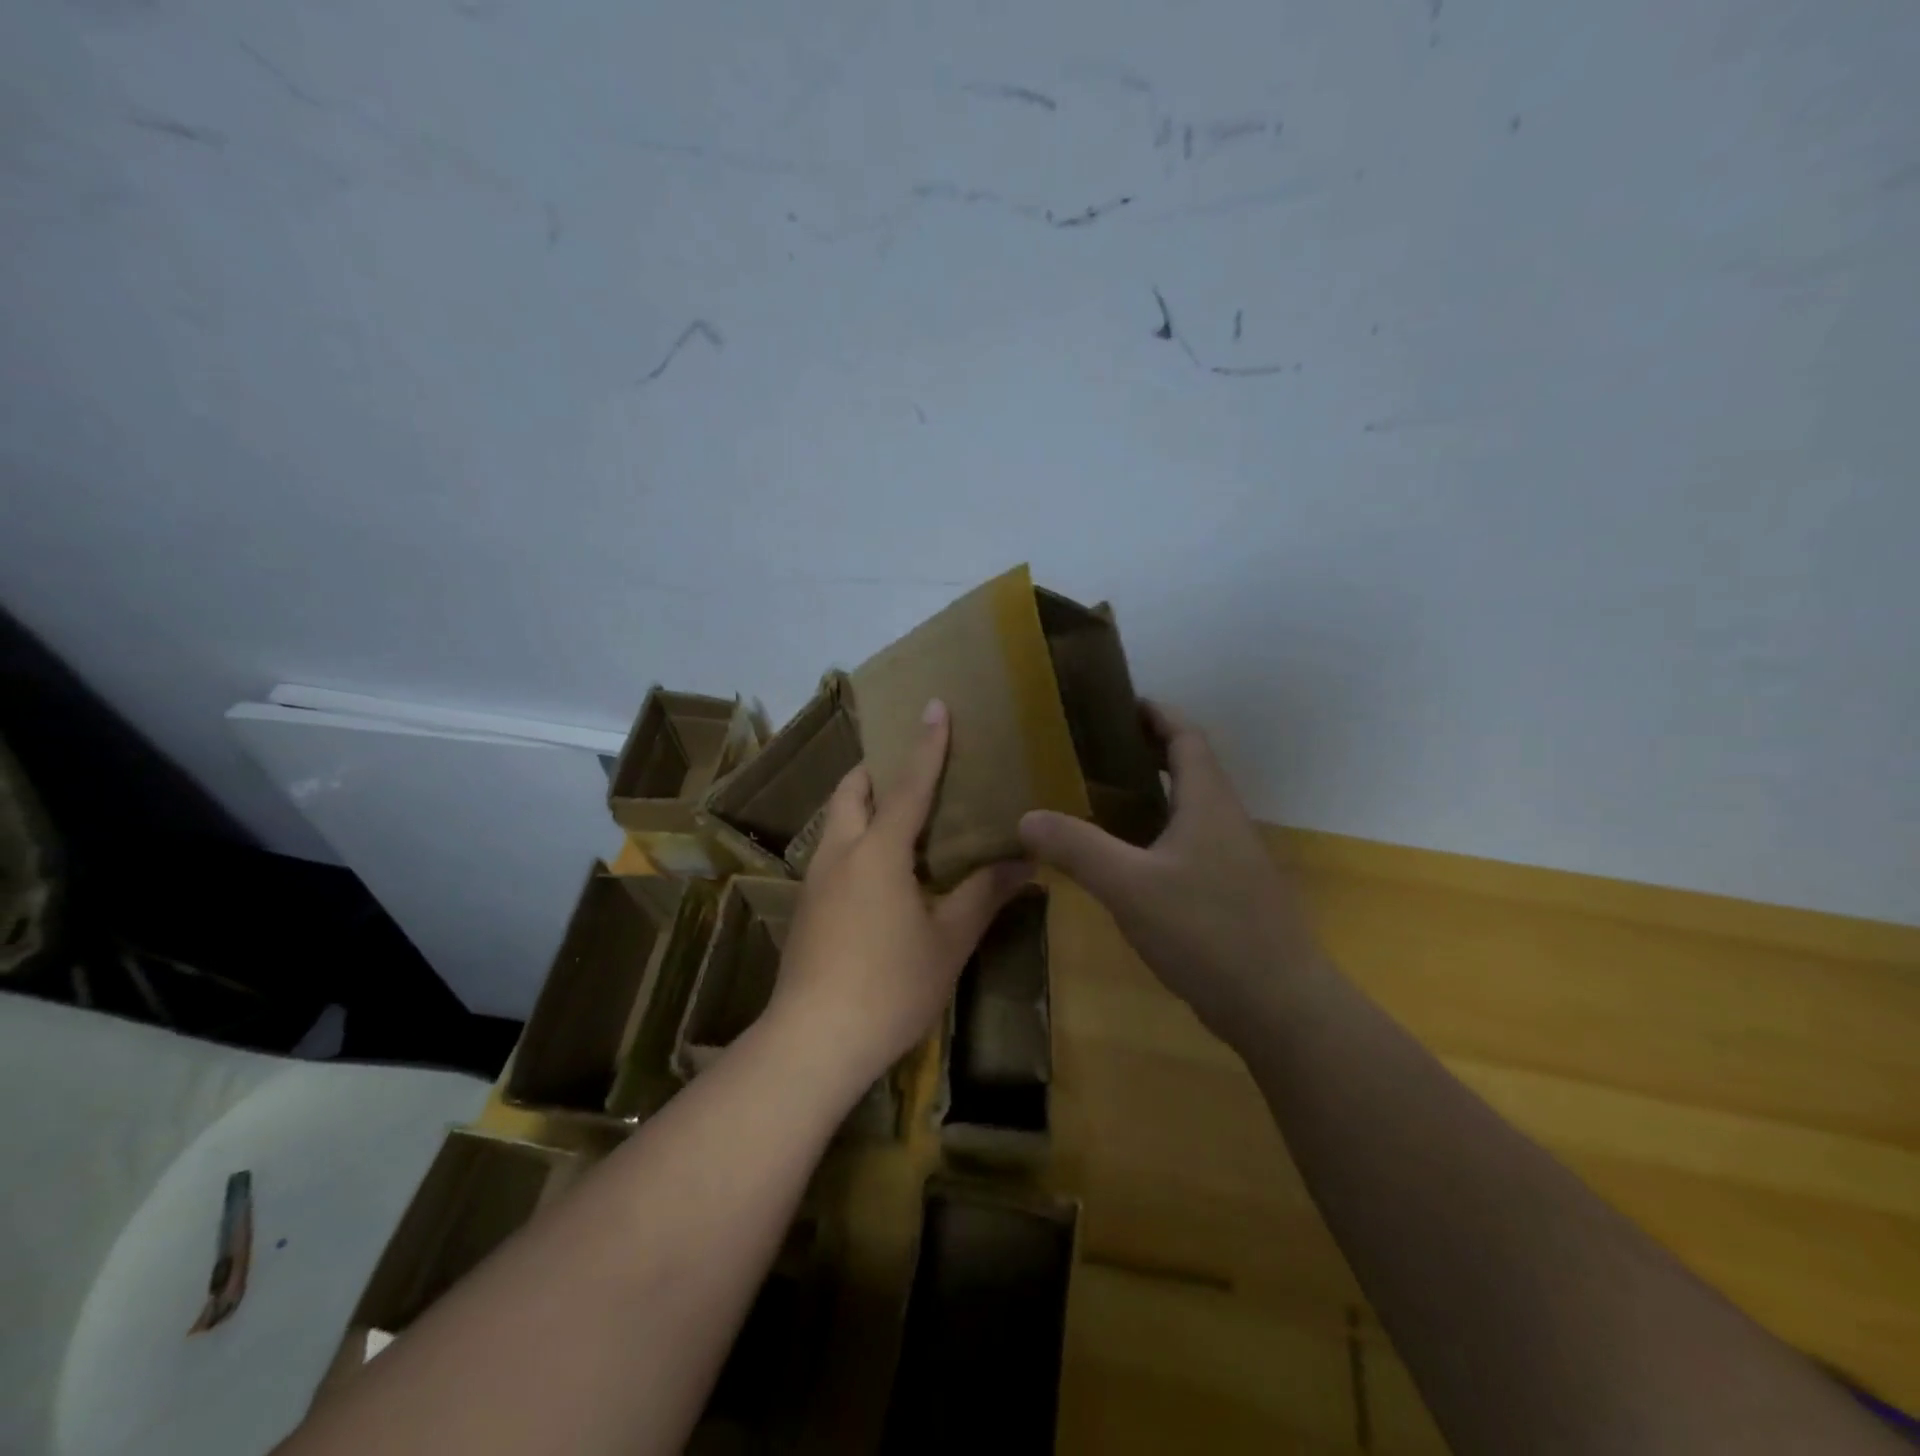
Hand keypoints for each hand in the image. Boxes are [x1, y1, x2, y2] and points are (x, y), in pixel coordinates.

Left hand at [767, 699, 1030, 1101]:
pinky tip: (880, 875)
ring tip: (899, 818)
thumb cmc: (890, 985)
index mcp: (878, 851)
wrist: (812, 1042)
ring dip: (862, 806)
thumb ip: (984, 894)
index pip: (908, 785)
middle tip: (910, 769)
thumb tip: (1026, 861)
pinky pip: (833, 853)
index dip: (926, 744)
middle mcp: (840, 853)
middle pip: (851, 791)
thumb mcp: (949, 941)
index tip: (934, 705)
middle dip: (876, 770)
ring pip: (836, 822)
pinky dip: (856, 841)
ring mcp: (816, 881)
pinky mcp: (805, 908)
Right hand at [1019, 701, 1323, 1043]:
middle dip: (1146, 751)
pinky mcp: (1229, 894)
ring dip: (1151, 795)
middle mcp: (1225, 821)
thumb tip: (1026, 817)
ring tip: (1098, 799)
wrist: (1279, 1007)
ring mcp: (1232, 860)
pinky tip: (1124, 861)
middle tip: (1092, 752)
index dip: (1156, 713)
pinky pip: (1188, 846)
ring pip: (1188, 810)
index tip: (1119, 702)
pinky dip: (1156, 835)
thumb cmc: (1208, 931)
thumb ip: (1078, 848)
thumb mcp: (1131, 886)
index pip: (1186, 736)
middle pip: (1189, 768)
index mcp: (1208, 802)